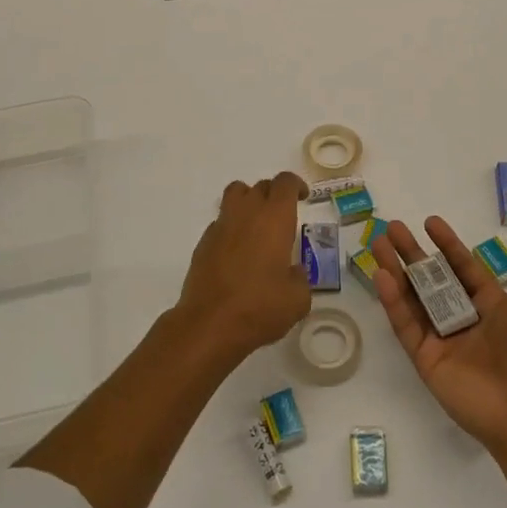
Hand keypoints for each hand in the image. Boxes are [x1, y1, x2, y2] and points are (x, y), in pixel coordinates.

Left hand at [174, 172, 312, 365]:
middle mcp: (247, 213)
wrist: (209, 324)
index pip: (285, 183)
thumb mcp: (297, 299)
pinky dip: (231, 227)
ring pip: (235, 194)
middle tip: (283, 216)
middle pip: (260, 186)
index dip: (295, 185)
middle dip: (274, 194)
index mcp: (275, 218)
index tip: (303, 197)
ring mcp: (221, 226)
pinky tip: (237, 252)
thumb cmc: (260, 308)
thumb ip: (300, 278)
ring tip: (257, 224)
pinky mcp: (203, 243)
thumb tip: (293, 273)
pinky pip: (221, 222)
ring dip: (249, 200)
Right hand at [370, 213, 506, 456]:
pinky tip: (382, 276)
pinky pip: (406, 326)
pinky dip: (393, 301)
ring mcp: (442, 340)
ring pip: (413, 298)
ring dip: (395, 271)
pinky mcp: (426, 360)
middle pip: (432, 279)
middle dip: (412, 253)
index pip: (463, 268)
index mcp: (492, 306)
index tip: (429, 222)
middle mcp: (464, 320)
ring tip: (378, 243)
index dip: (447, 245)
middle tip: (393, 228)